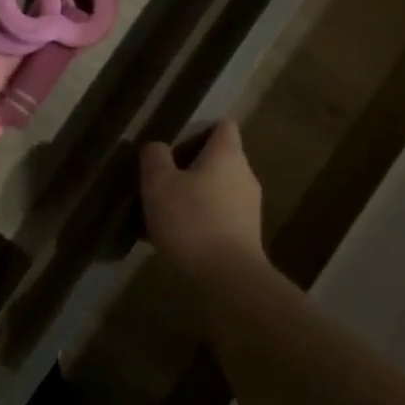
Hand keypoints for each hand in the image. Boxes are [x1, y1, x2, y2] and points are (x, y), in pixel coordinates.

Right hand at [139, 120, 265, 277]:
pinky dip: (202, 219)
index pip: (223, 126)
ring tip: (165, 210)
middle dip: (192, 165)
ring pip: (218, 189)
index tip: (174, 143)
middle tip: (162, 178)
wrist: (227, 278)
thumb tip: (157, 146)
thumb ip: (155, 157)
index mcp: (227, 155)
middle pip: (219, 158)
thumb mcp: (158, 183)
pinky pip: (220, 216)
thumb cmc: (191, 220)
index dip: (199, 129)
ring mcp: (250, 207)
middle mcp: (245, 175)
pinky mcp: (247, 235)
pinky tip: (178, 236)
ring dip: (195, 194)